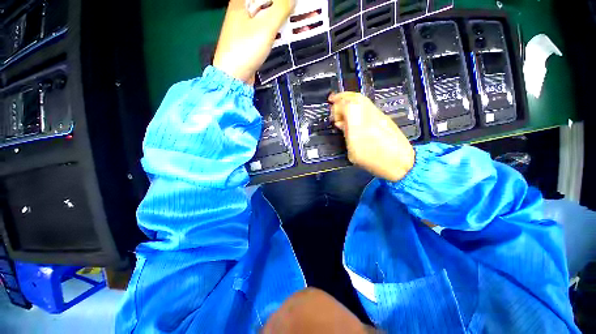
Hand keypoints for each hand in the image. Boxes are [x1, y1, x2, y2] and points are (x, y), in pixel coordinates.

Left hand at [213, 0, 294, 83]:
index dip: (283, 1)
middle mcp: (242, 10)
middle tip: (300, 14)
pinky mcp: (250, 40)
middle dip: (286, 8)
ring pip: (268, 17)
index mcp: (242, 0)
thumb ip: (281, 9)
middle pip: (268, 4)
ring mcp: (245, 26)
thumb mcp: (266, 26)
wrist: (234, 76)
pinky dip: (277, 31)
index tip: (295, 5)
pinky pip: (266, 30)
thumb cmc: (246, 49)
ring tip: (299, 25)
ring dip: (283, 20)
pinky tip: (286, 35)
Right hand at [329, 92, 414, 181]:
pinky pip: (368, 105)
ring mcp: (377, 114)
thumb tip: (342, 124)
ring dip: (350, 99)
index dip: (336, 107)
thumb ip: (346, 134)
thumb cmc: (372, 159)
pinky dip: (358, 105)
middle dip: (342, 96)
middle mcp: (368, 113)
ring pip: (362, 99)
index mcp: (357, 122)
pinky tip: (355, 114)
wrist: (398, 161)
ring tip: (342, 105)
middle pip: (354, 97)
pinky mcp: (383, 117)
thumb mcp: (352, 151)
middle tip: (333, 99)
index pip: (345, 105)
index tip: (332, 116)